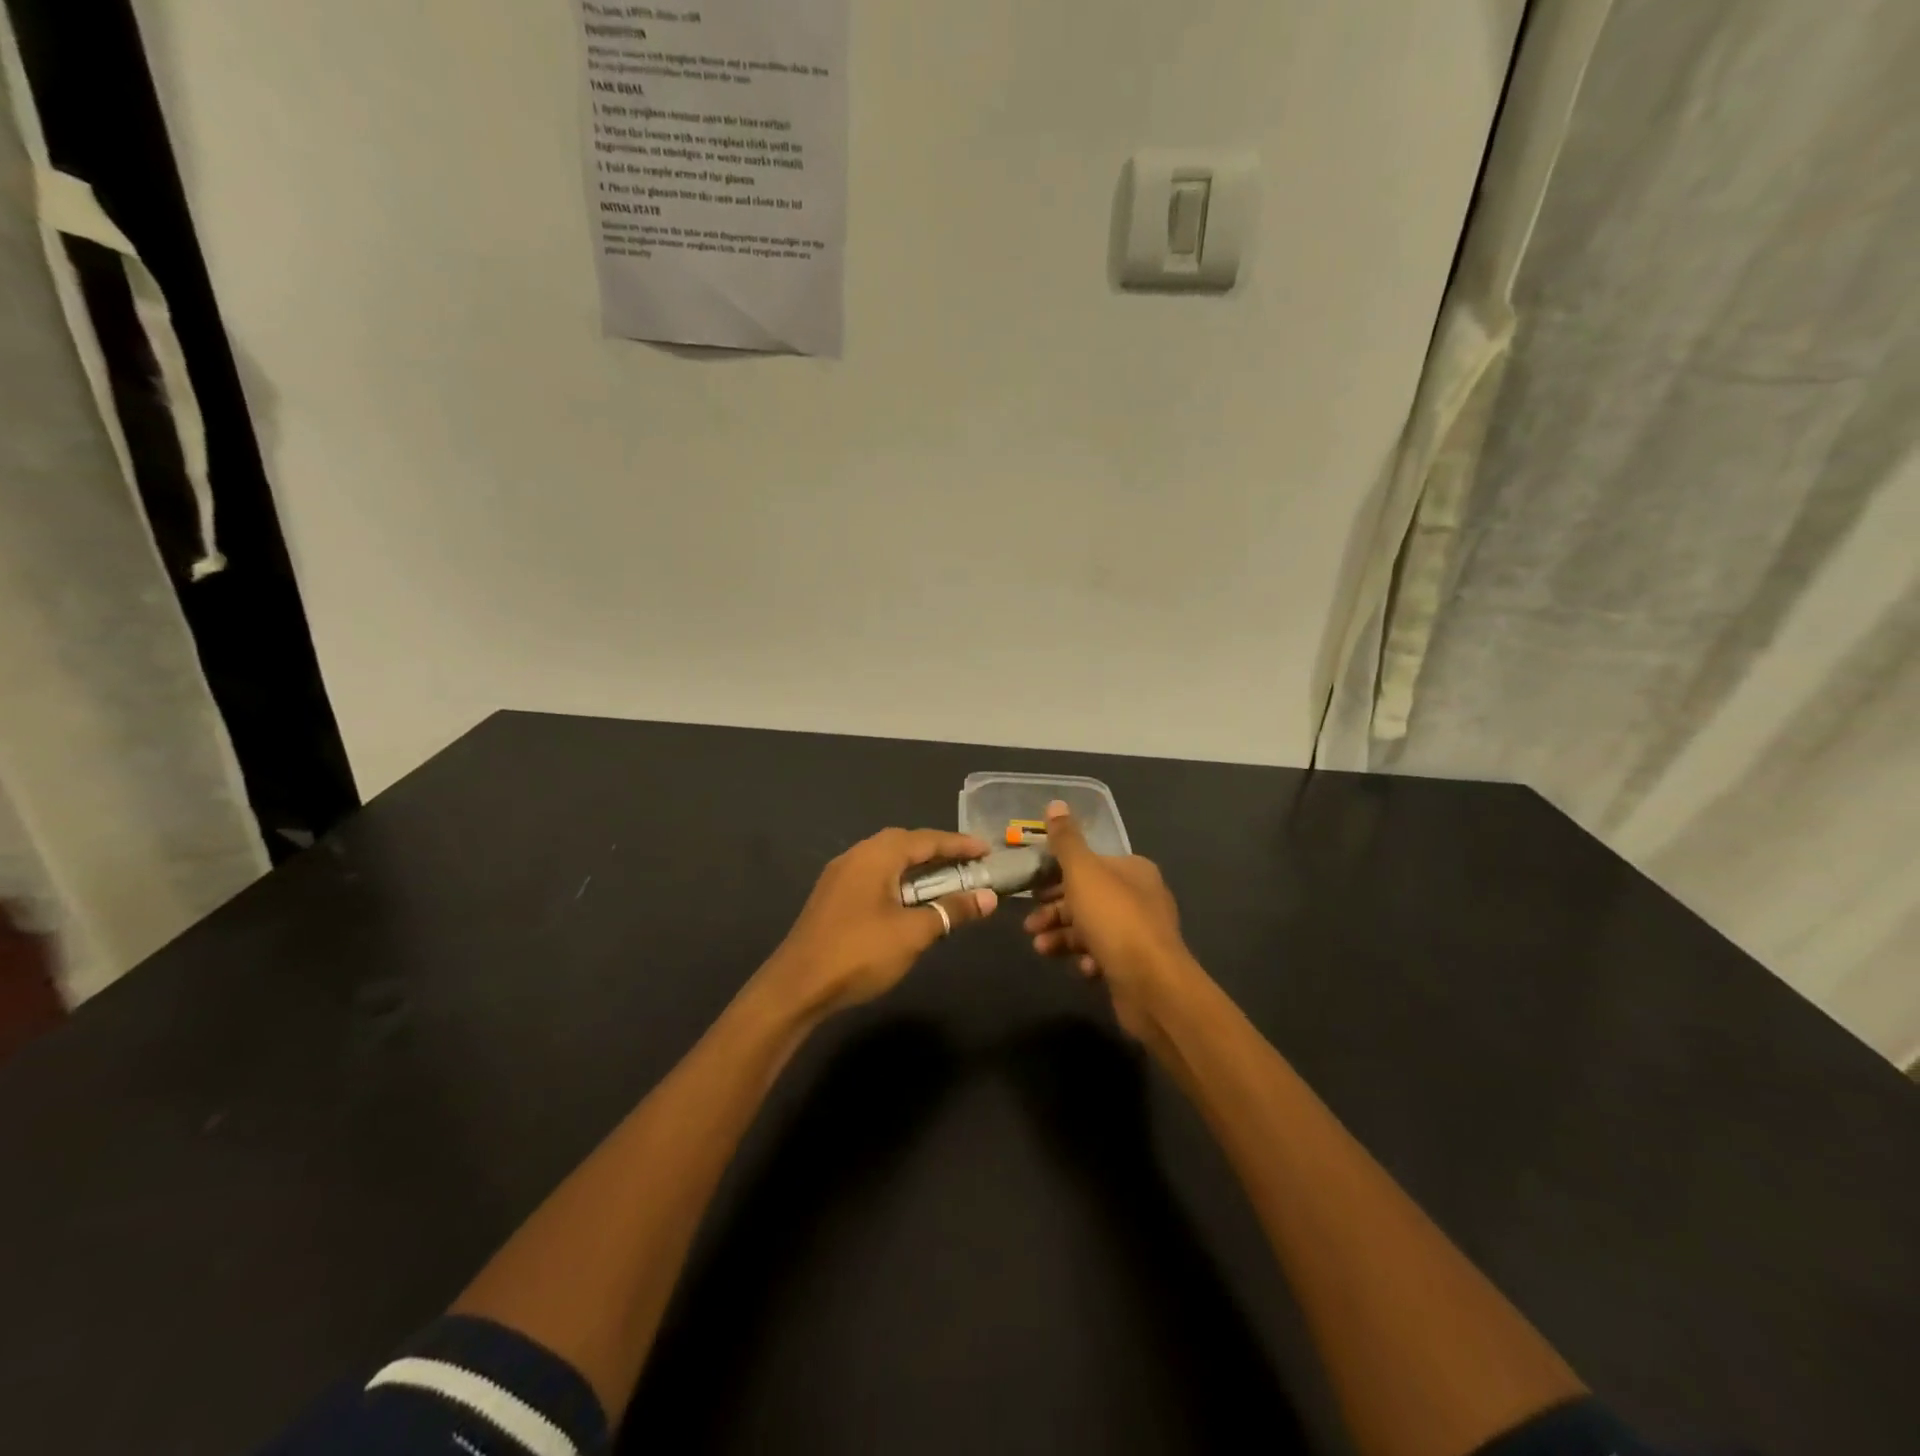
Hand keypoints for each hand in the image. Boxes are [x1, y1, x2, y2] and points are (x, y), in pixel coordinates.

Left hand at [763, 828, 997, 1020]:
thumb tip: (988, 897)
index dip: (959, 844)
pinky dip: (900, 881)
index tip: (988, 850)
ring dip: (919, 867)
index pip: (926, 840)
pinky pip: (875, 876)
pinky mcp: (833, 897)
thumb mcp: (913, 933)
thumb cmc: (859, 953)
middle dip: (939, 851)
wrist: (797, 987)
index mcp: (876, 855)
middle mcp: (856, 856)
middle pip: (905, 843)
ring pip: (888, 860)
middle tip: (969, 863)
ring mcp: (840, 876)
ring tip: (946, 880)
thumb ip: (951, 910)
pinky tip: (911, 900)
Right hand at [1023, 801, 1195, 1042]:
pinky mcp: (1136, 964)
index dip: (1057, 874)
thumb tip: (1056, 804)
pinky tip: (1080, 967)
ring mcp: (1140, 932)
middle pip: (1087, 896)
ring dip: (1063, 936)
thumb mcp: (1083, 873)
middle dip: (1055, 910)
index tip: (1031, 888)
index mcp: (1132, 869)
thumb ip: (1066, 841)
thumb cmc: (1114, 919)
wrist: (1152, 985)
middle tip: (1029, 924)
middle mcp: (1140, 896)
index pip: (1089, 864)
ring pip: (1092, 927)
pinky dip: (1086, 957)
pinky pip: (1104, 954)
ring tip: (1041, 947)